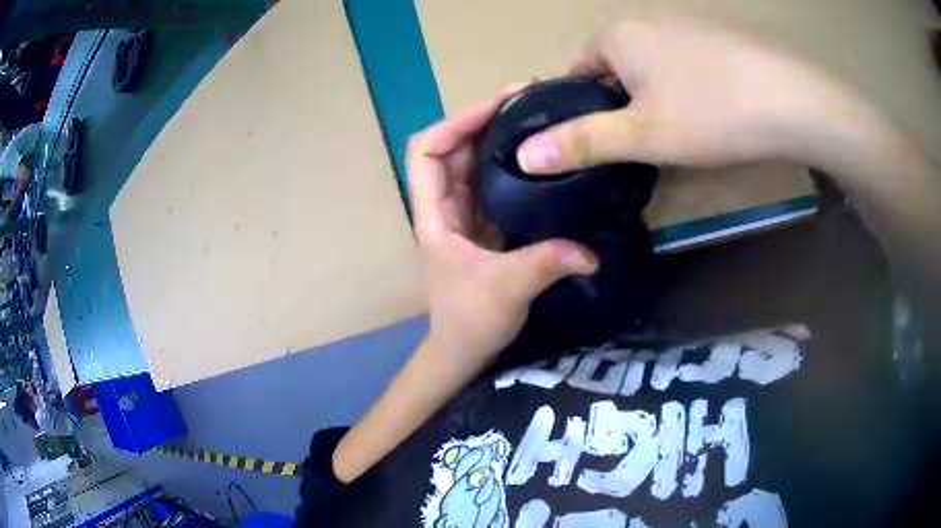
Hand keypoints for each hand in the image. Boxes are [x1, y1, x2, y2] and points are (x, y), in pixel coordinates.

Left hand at [407, 87, 597, 372]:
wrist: (463, 349)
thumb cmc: (469, 321)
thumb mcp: (506, 291)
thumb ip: (545, 265)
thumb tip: (590, 253)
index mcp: (433, 215)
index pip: (426, 152)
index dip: (454, 123)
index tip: (496, 107)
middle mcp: (444, 207)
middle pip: (452, 148)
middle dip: (482, 119)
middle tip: (526, 101)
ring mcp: (463, 215)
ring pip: (472, 162)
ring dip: (496, 137)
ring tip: (535, 117)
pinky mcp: (483, 225)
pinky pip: (491, 182)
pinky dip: (509, 162)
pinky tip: (538, 155)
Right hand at [516, 14, 864, 172]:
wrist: (792, 100)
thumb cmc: (711, 113)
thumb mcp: (642, 134)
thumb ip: (582, 142)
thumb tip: (524, 155)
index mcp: (616, 34)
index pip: (577, 71)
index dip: (583, 109)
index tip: (601, 142)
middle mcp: (645, 19)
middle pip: (615, 67)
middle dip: (621, 103)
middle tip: (643, 143)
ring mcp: (685, 24)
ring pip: (653, 65)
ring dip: (656, 96)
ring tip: (680, 131)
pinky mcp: (718, 37)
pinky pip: (685, 63)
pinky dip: (687, 87)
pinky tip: (710, 110)